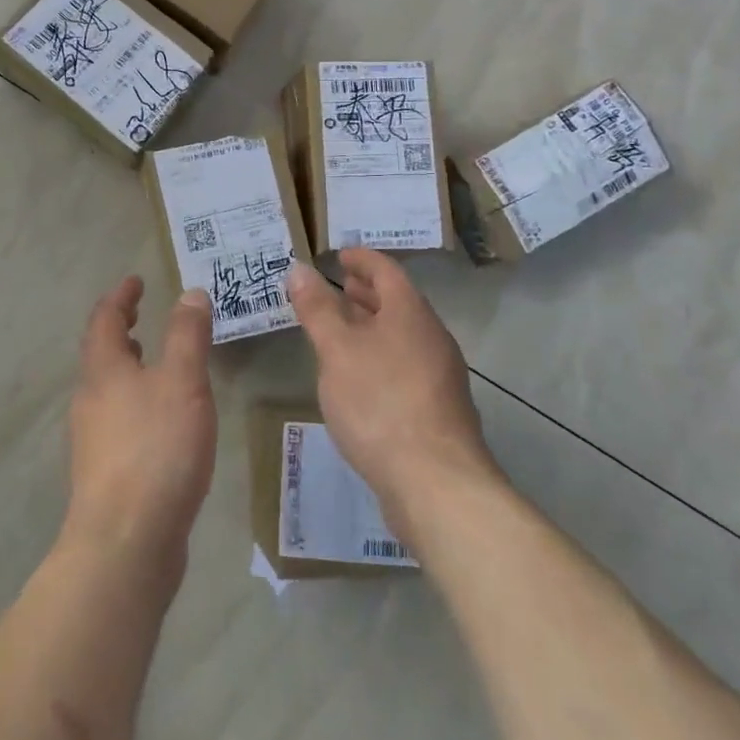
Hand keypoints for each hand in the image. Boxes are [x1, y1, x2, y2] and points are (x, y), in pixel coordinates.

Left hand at [63, 278, 216, 571]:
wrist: (125, 542)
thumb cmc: (156, 449)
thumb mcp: (182, 382)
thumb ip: (187, 335)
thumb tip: (190, 292)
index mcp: (104, 370)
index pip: (105, 319)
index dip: (121, 296)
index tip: (135, 280)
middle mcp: (90, 399)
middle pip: (100, 353)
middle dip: (120, 330)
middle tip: (141, 315)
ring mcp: (93, 438)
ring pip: (107, 388)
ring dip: (126, 366)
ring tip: (150, 360)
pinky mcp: (104, 472)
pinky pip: (117, 419)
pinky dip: (134, 400)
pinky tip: (159, 419)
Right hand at [287, 251, 499, 532]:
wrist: (436, 483)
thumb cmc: (380, 403)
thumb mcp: (336, 350)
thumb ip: (317, 308)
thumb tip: (299, 268)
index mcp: (411, 313)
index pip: (387, 271)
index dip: (362, 259)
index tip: (339, 255)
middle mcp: (432, 337)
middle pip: (398, 303)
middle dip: (367, 293)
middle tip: (338, 287)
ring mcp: (440, 376)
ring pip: (402, 336)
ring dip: (373, 326)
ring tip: (342, 331)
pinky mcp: (438, 410)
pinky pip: (406, 365)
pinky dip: (381, 356)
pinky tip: (360, 379)